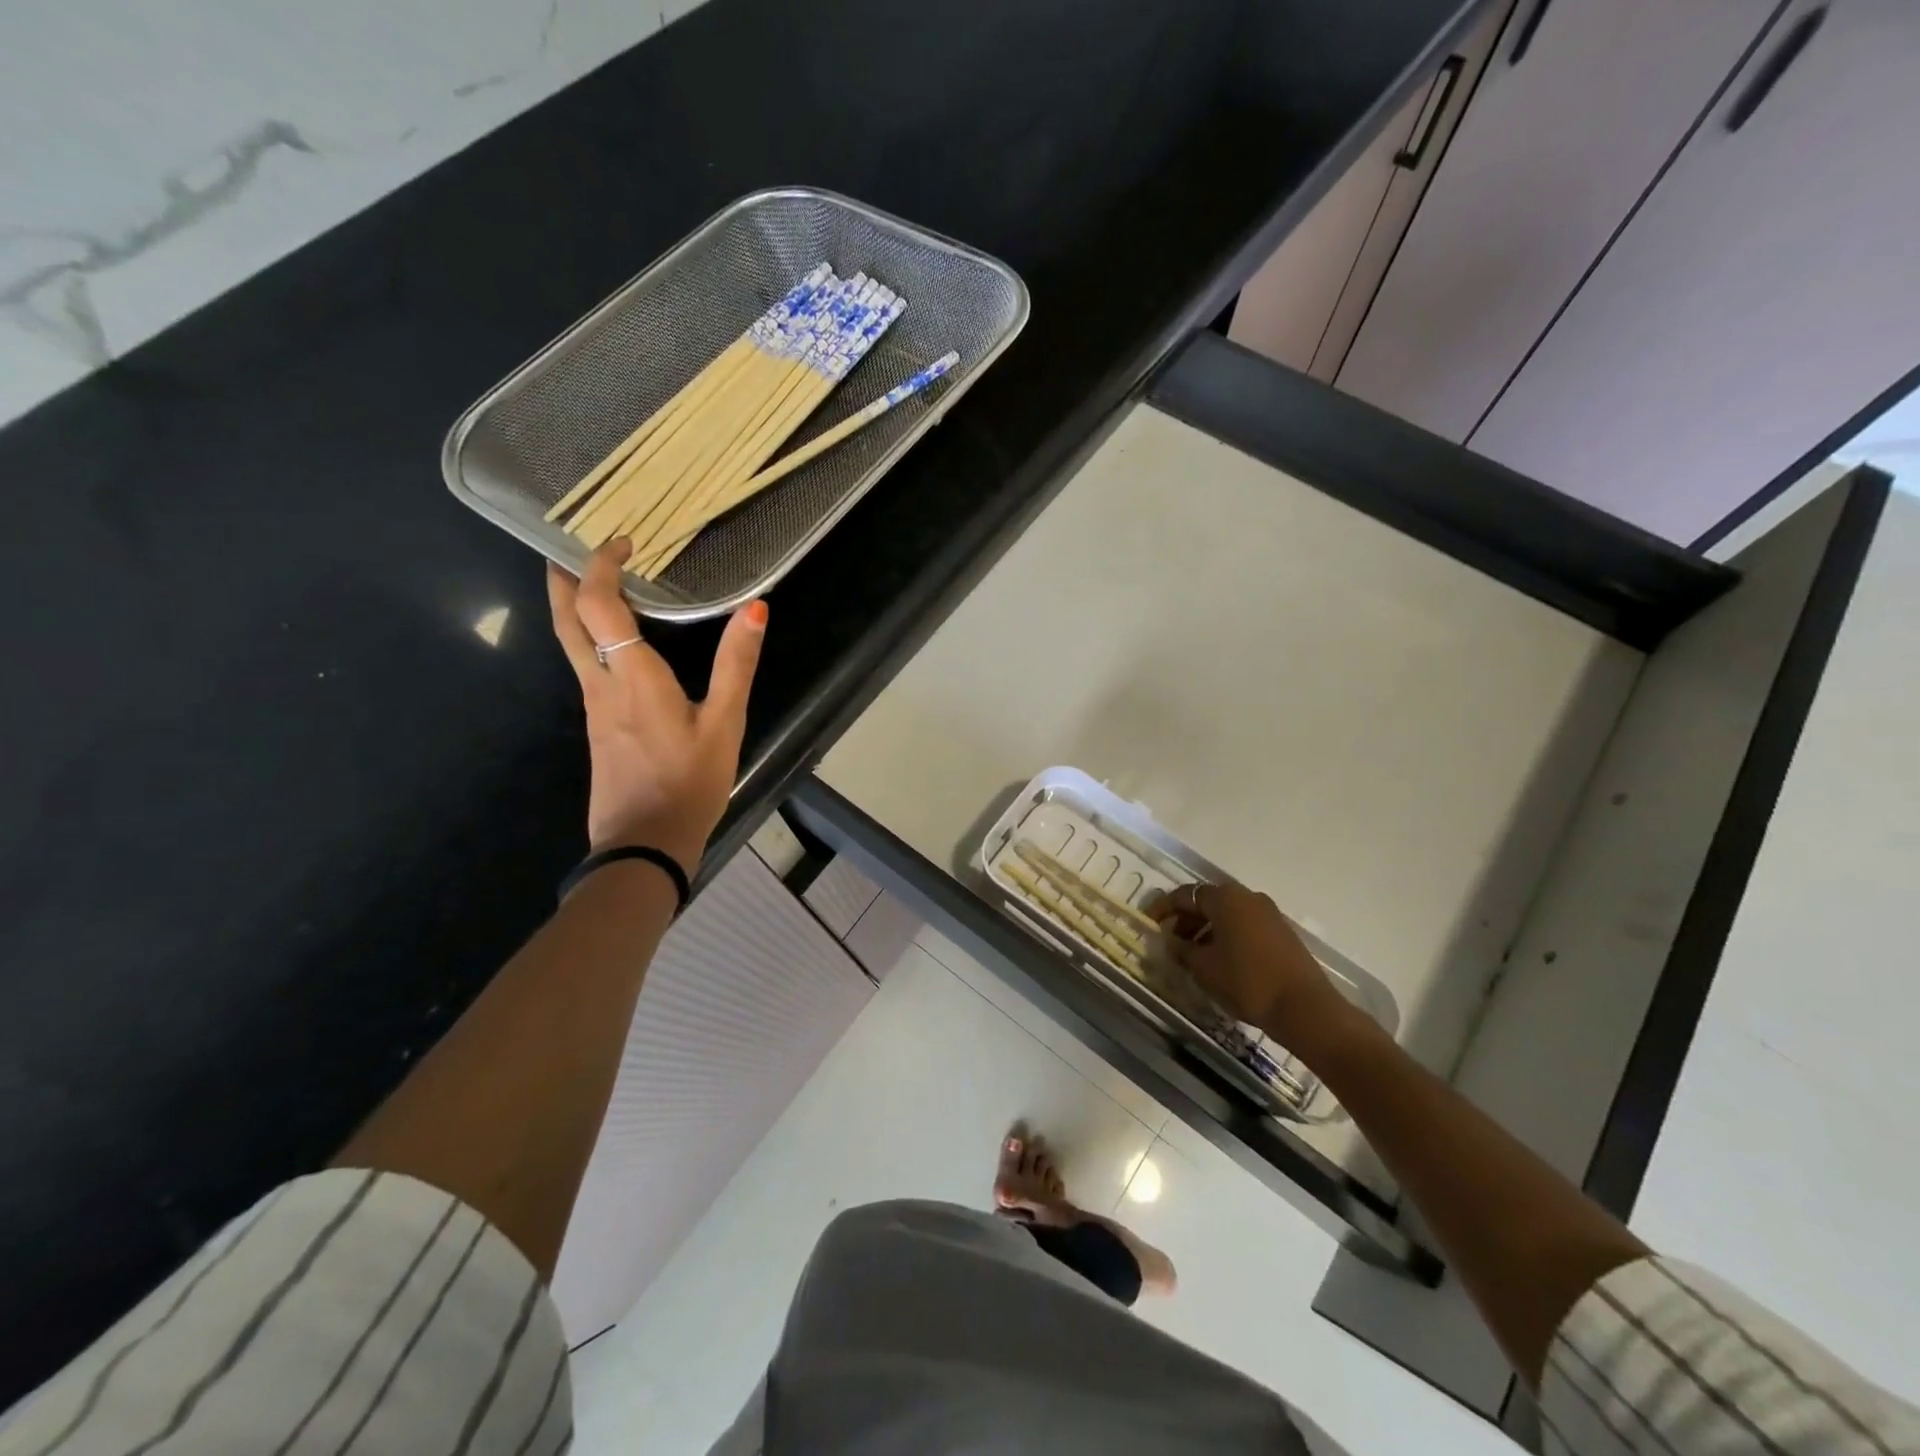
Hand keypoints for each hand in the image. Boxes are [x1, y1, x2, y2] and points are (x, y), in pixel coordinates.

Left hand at [546, 540, 766, 871]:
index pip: (598, 605)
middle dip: (562, 580)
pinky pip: (585, 669)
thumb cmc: (690, 782)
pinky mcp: (597, 728)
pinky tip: (613, 646)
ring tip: (591, 585)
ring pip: (570, 645)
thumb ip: (737, 664)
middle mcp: (601, 685)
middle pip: (565, 621)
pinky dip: (589, 640)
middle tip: (567, 547)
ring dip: (572, 608)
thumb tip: (755, 608)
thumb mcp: (725, 723)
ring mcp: (593, 709)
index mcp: (632, 677)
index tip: (621, 542)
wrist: (645, 844)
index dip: (601, 566)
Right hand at [1149, 883, 1362, 1059]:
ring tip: (1193, 954)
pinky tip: (1220, 960)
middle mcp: (1247, 897)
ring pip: (1227, 914)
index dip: (1163, 908)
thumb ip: (1182, 950)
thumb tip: (1171, 941)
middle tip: (1171, 941)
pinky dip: (1226, 936)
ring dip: (1206, 929)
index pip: (1184, 894)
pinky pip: (1244, 925)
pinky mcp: (1282, 932)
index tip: (1149, 922)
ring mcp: (1268, 914)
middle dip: (1185, 919)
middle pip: (1207, 901)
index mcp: (1225, 898)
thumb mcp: (1203, 968)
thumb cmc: (1246, 981)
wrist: (1305, 1008)